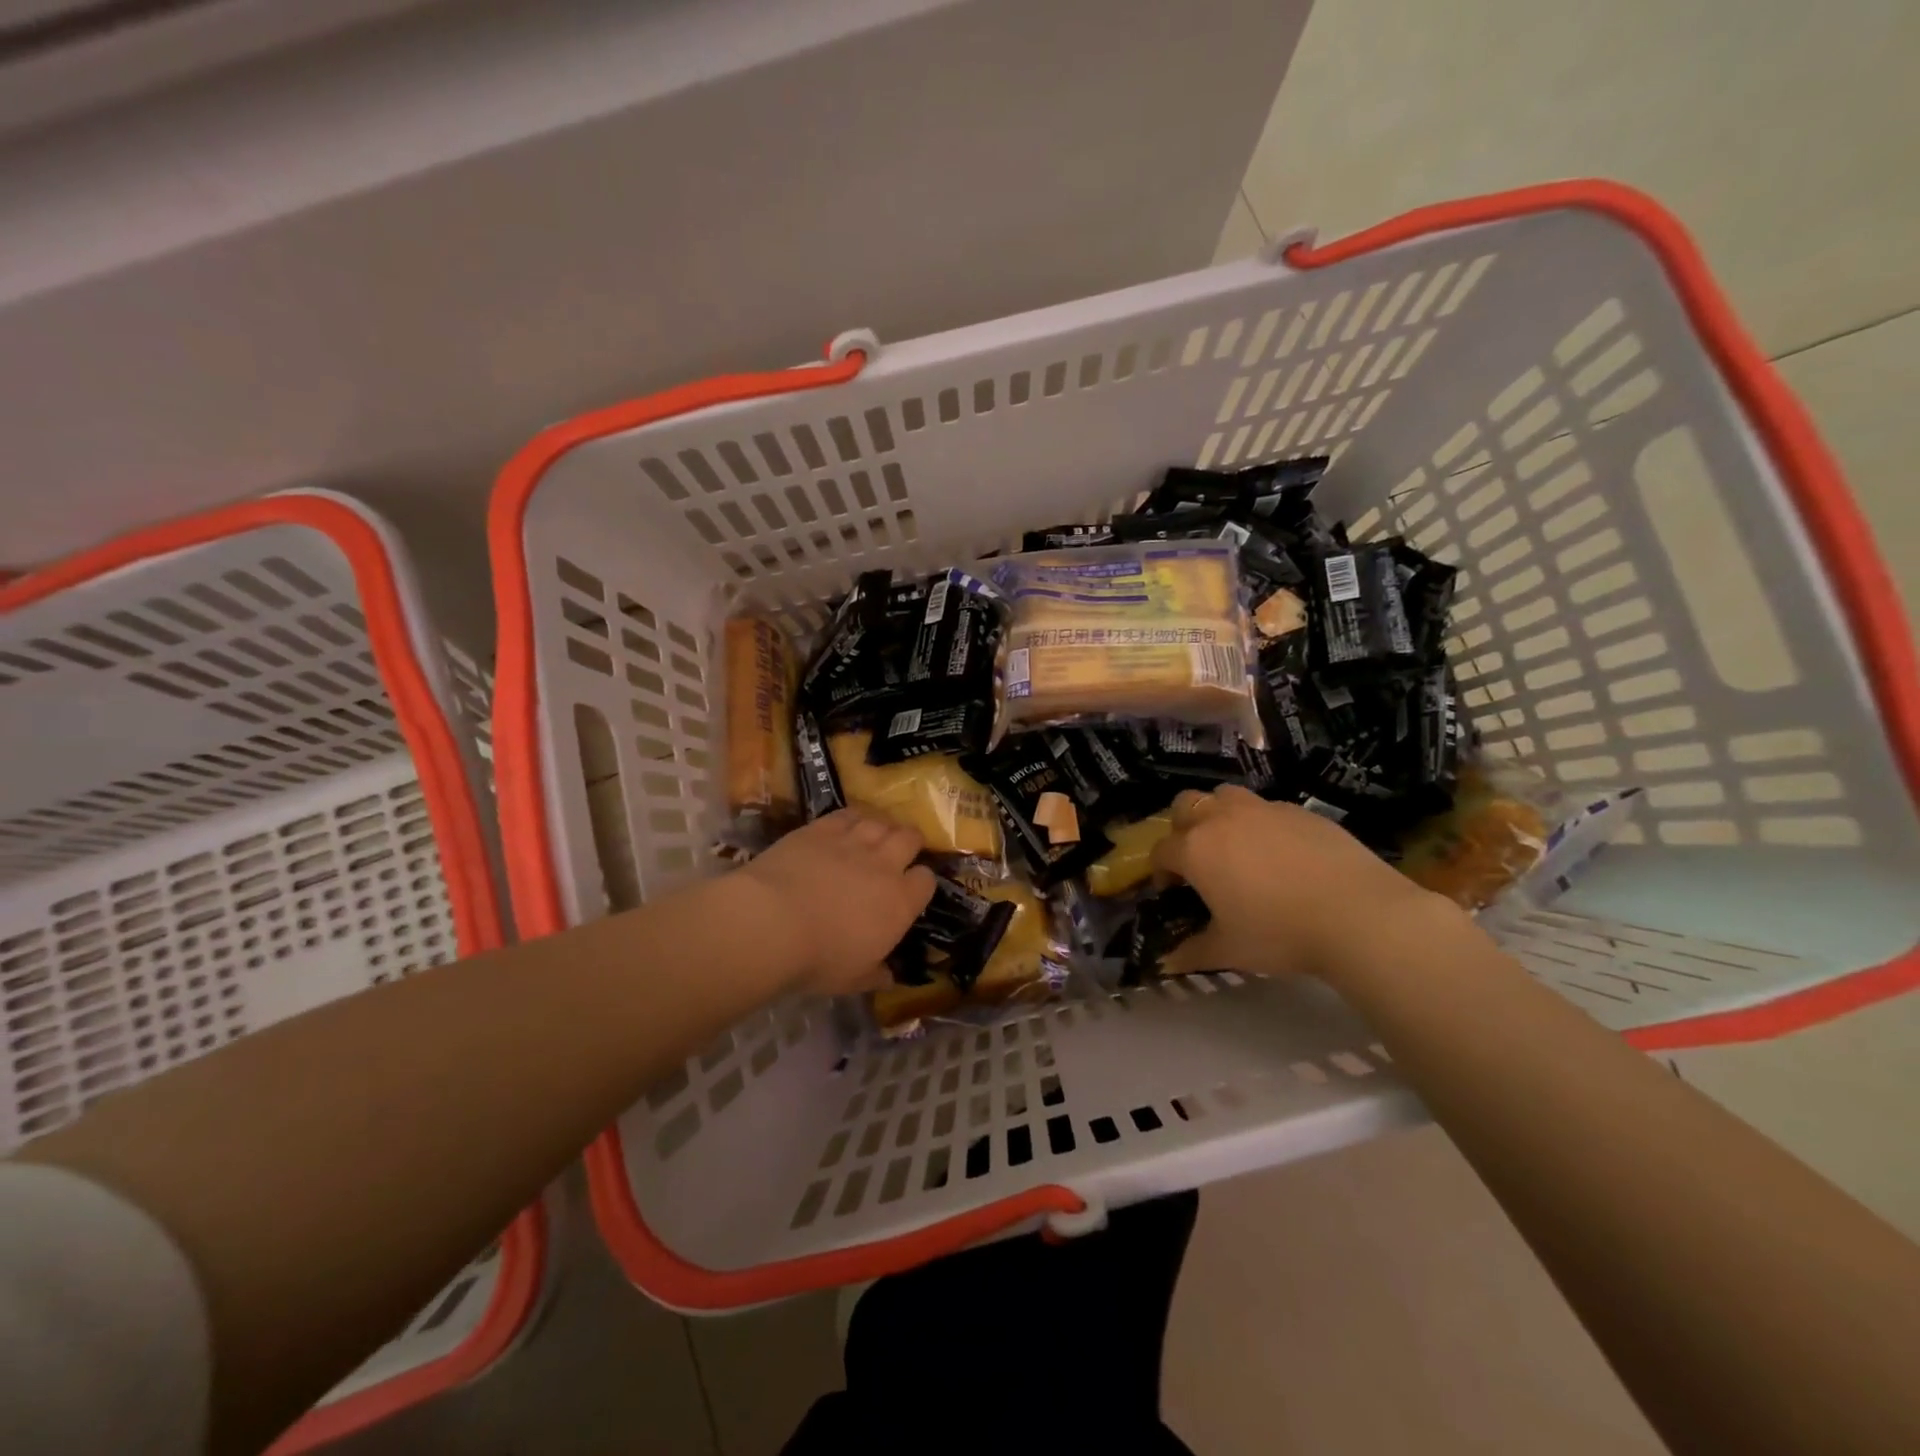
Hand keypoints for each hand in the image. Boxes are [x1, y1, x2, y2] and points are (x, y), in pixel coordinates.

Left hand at [736, 810, 936, 995]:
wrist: (771, 923)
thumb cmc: (817, 959)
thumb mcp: (852, 979)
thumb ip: (875, 974)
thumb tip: (889, 976)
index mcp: (900, 902)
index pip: (926, 881)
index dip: (920, 883)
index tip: (912, 889)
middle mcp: (883, 865)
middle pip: (910, 838)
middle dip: (910, 843)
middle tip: (901, 851)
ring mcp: (852, 842)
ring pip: (881, 822)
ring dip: (883, 827)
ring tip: (876, 835)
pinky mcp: (821, 829)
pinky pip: (847, 814)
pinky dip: (853, 818)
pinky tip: (848, 824)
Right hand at [1150, 785, 1459, 982]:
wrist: (1357, 914)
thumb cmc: (1280, 933)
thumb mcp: (1230, 950)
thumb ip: (1193, 952)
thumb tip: (1168, 963)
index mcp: (1196, 850)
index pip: (1161, 850)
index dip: (1160, 870)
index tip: (1171, 892)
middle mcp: (1222, 819)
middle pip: (1186, 805)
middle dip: (1183, 827)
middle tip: (1198, 859)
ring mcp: (1263, 809)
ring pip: (1226, 796)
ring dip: (1219, 814)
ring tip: (1236, 846)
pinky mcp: (1300, 811)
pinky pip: (1268, 808)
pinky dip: (1262, 824)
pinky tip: (1282, 855)